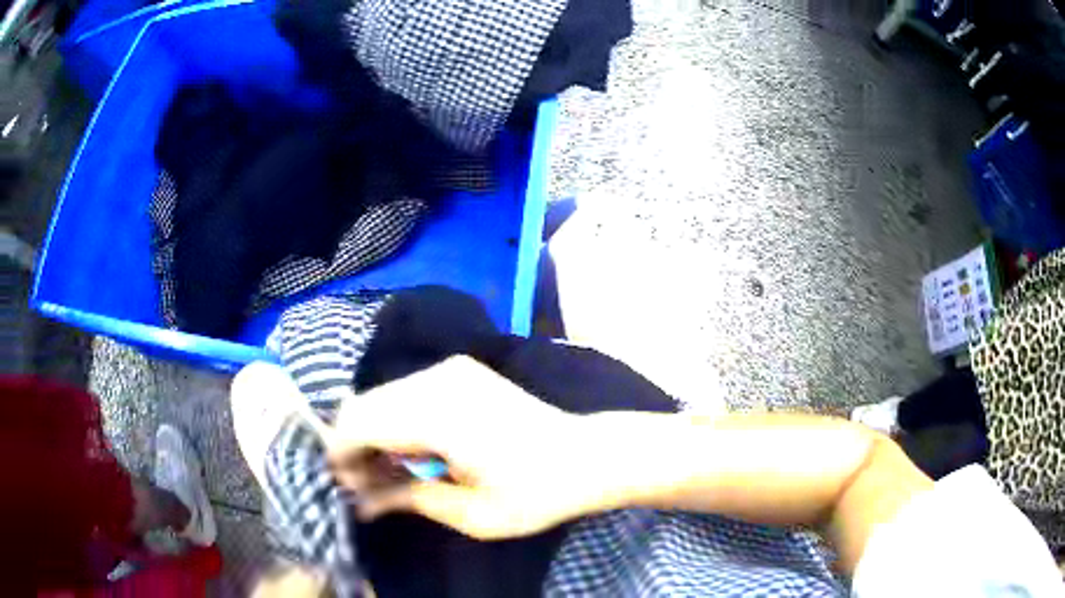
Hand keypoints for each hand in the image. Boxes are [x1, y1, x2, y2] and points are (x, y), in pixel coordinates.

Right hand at [327, 356, 601, 539]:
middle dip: (353, 445)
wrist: (588, 455)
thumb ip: (408, 500)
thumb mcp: (472, 514)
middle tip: (364, 486)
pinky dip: (395, 420)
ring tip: (387, 474)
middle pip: (364, 404)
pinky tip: (411, 451)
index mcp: (439, 415)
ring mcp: (451, 369)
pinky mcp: (461, 370)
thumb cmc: (536, 493)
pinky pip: (406, 391)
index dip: (341, 455)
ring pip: (382, 396)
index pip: (359, 423)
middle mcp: (438, 379)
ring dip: (373, 432)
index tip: (345, 487)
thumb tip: (360, 503)